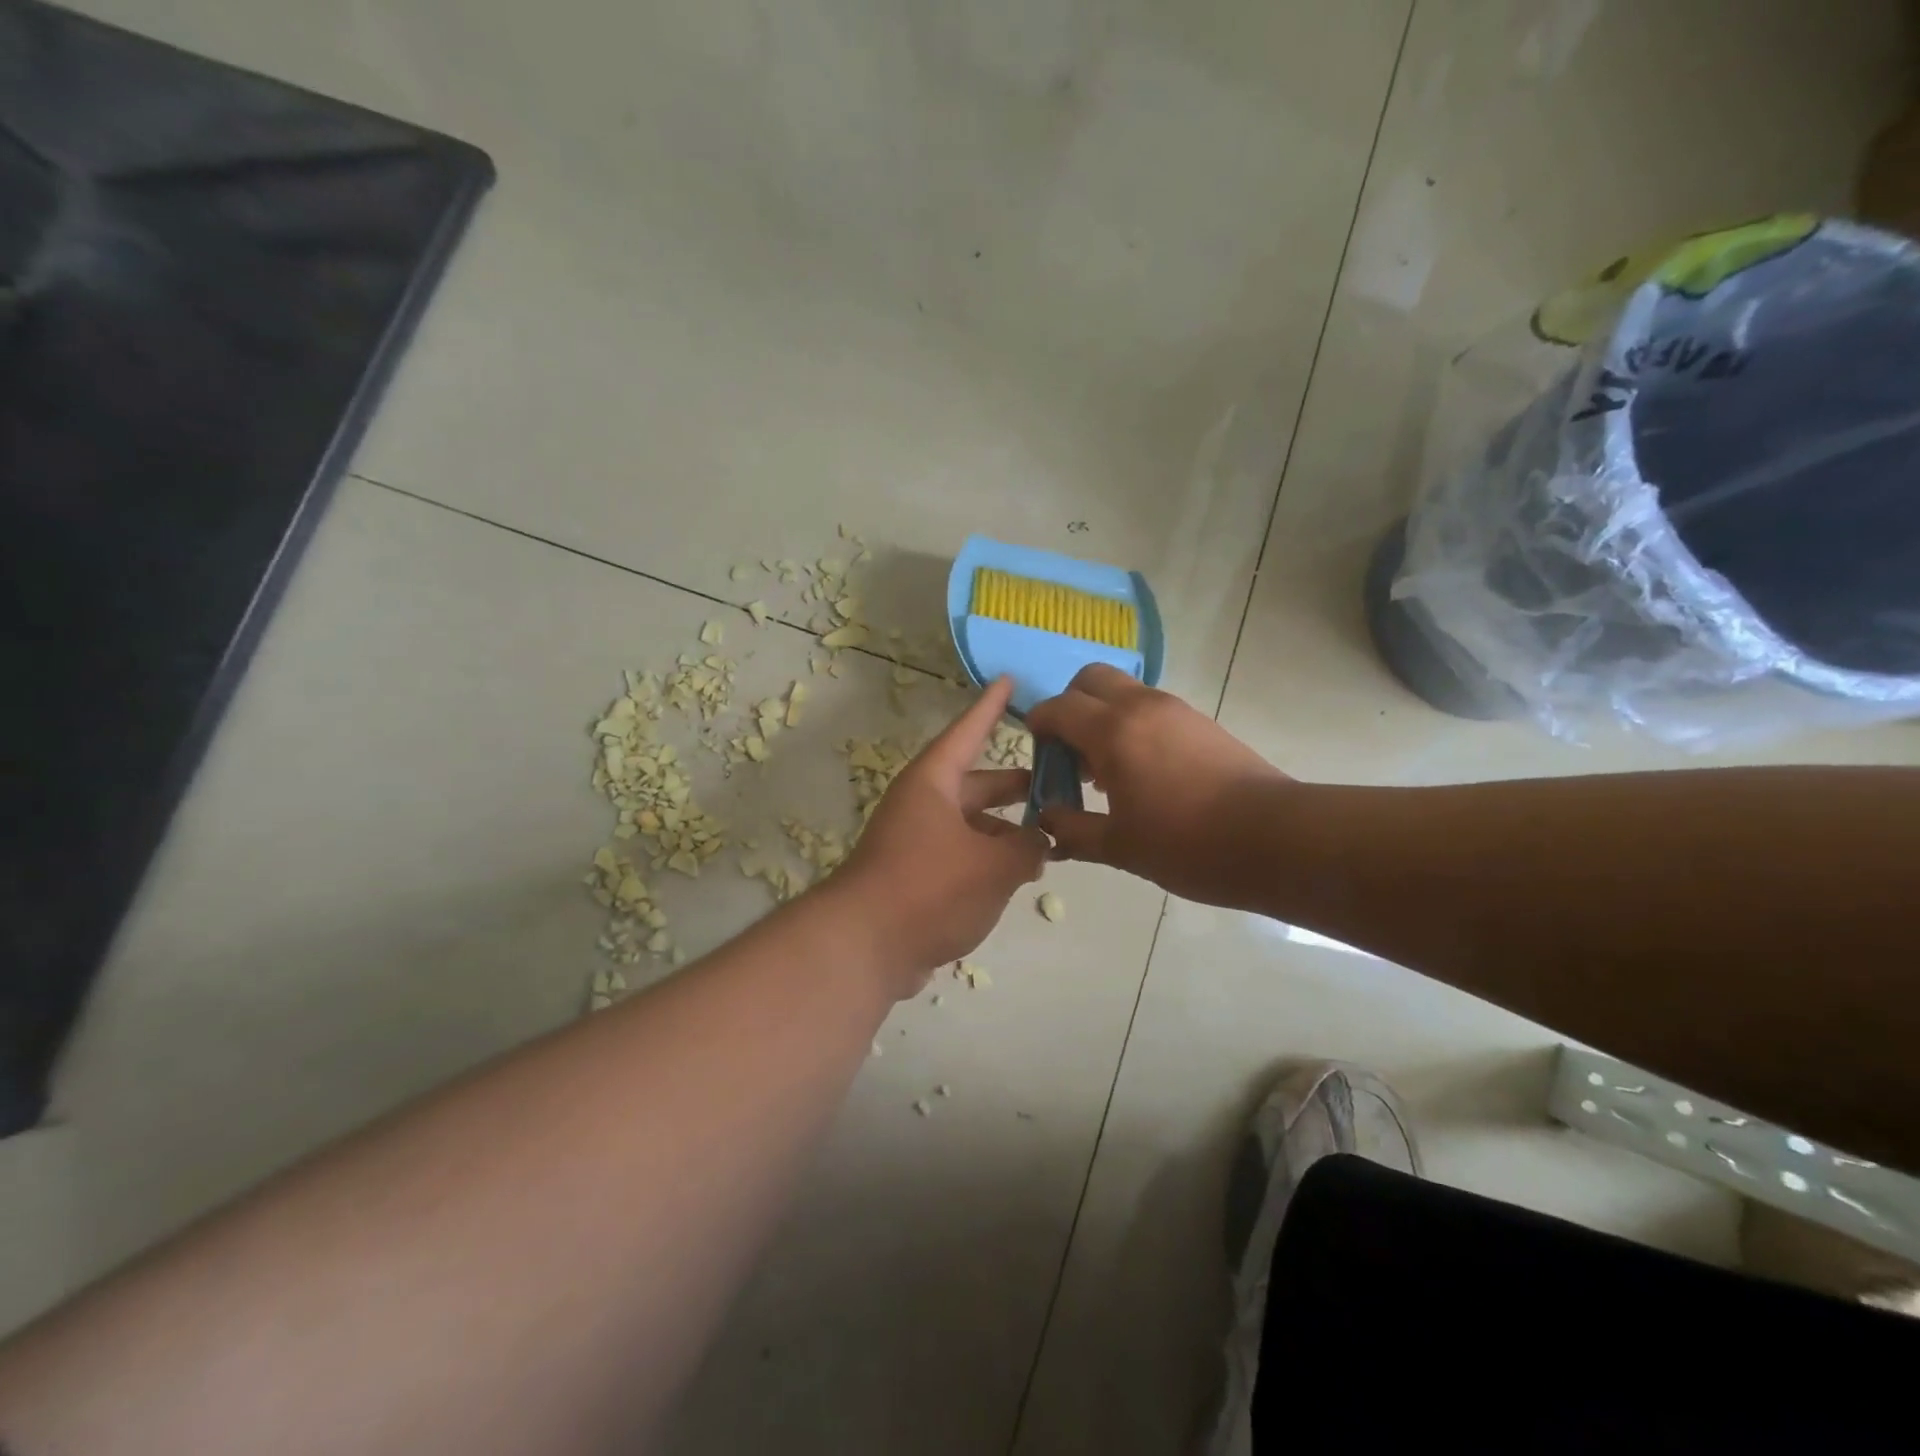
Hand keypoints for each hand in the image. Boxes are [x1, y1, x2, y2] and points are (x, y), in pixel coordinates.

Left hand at [835, 677, 1048, 992]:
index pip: (968, 732)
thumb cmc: (930, 887)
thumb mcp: (994, 865)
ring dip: (1006, 832)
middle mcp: (922, 804)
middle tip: (1057, 785)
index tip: (1008, 680)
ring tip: (1049, 845)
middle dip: (1015, 787)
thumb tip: (1040, 841)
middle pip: (976, 784)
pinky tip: (1017, 878)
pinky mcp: (914, 877)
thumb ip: (1028, 847)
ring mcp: (915, 842)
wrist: (864, 947)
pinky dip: (988, 861)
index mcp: (933, 783)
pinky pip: (961, 856)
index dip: (991, 707)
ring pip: (971, 825)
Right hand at [1026, 664, 1290, 905]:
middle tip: (1070, 751)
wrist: (1275, 839)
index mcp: (1113, 731)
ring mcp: (1175, 710)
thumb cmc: (1187, 844)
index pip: (1058, 708)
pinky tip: (1141, 773)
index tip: (1036, 751)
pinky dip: (1131, 724)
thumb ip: (1073, 829)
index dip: (1039, 725)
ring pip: (1124, 690)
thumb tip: (1047, 820)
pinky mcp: (1201, 722)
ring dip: (1102, 715)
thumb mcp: (1120, 846)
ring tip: (1105, 770)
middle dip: (1070, 705)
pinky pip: (1151, 708)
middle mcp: (1141, 707)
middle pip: (1090, 679)